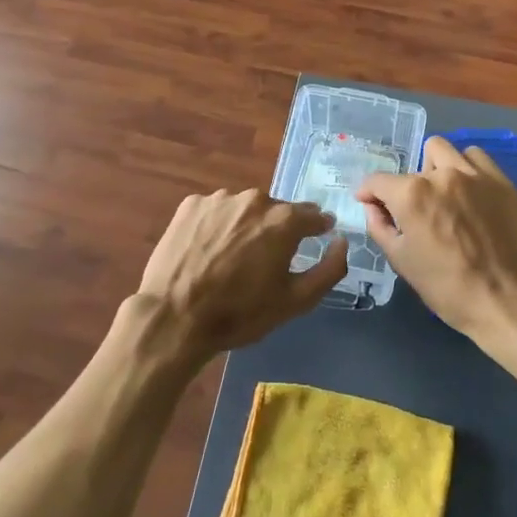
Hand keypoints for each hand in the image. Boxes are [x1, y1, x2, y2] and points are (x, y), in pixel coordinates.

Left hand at [124, 189, 348, 366]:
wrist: (174, 317)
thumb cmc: (240, 313)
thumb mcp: (295, 301)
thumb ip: (329, 269)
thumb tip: (342, 241)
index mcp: (283, 220)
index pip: (313, 215)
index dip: (317, 228)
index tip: (317, 238)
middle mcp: (254, 199)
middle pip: (276, 211)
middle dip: (277, 230)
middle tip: (265, 261)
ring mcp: (219, 199)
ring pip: (244, 209)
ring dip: (246, 226)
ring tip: (233, 258)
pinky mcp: (190, 205)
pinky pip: (215, 211)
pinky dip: (217, 226)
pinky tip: (208, 251)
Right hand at [356, 137, 516, 349]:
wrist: (509, 301)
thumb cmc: (448, 288)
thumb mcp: (402, 262)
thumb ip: (380, 227)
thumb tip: (372, 206)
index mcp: (411, 195)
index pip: (377, 181)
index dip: (368, 193)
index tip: (370, 203)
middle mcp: (441, 175)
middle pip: (412, 166)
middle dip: (407, 186)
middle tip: (417, 212)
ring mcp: (474, 174)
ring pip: (443, 151)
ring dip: (436, 168)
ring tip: (444, 195)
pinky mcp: (501, 181)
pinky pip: (476, 158)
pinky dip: (466, 168)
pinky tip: (469, 191)